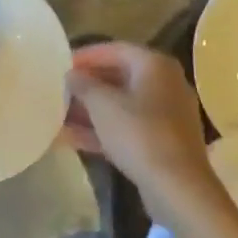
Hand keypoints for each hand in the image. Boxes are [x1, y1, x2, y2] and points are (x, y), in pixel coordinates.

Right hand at [64, 42, 219, 226]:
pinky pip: (129, 127)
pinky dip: (104, 130)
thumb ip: (83, 84)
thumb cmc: (139, 134)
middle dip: (87, 86)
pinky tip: (72, 139)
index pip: (114, 49)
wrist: (178, 188)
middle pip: (119, 77)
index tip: (60, 64)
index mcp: (154, 65)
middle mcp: (165, 83)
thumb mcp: (102, 105)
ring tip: (59, 116)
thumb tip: (72, 74)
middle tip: (59, 91)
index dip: (85, 56)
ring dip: (91, 110)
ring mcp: (167, 114)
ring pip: (122, 105)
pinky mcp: (164, 141)